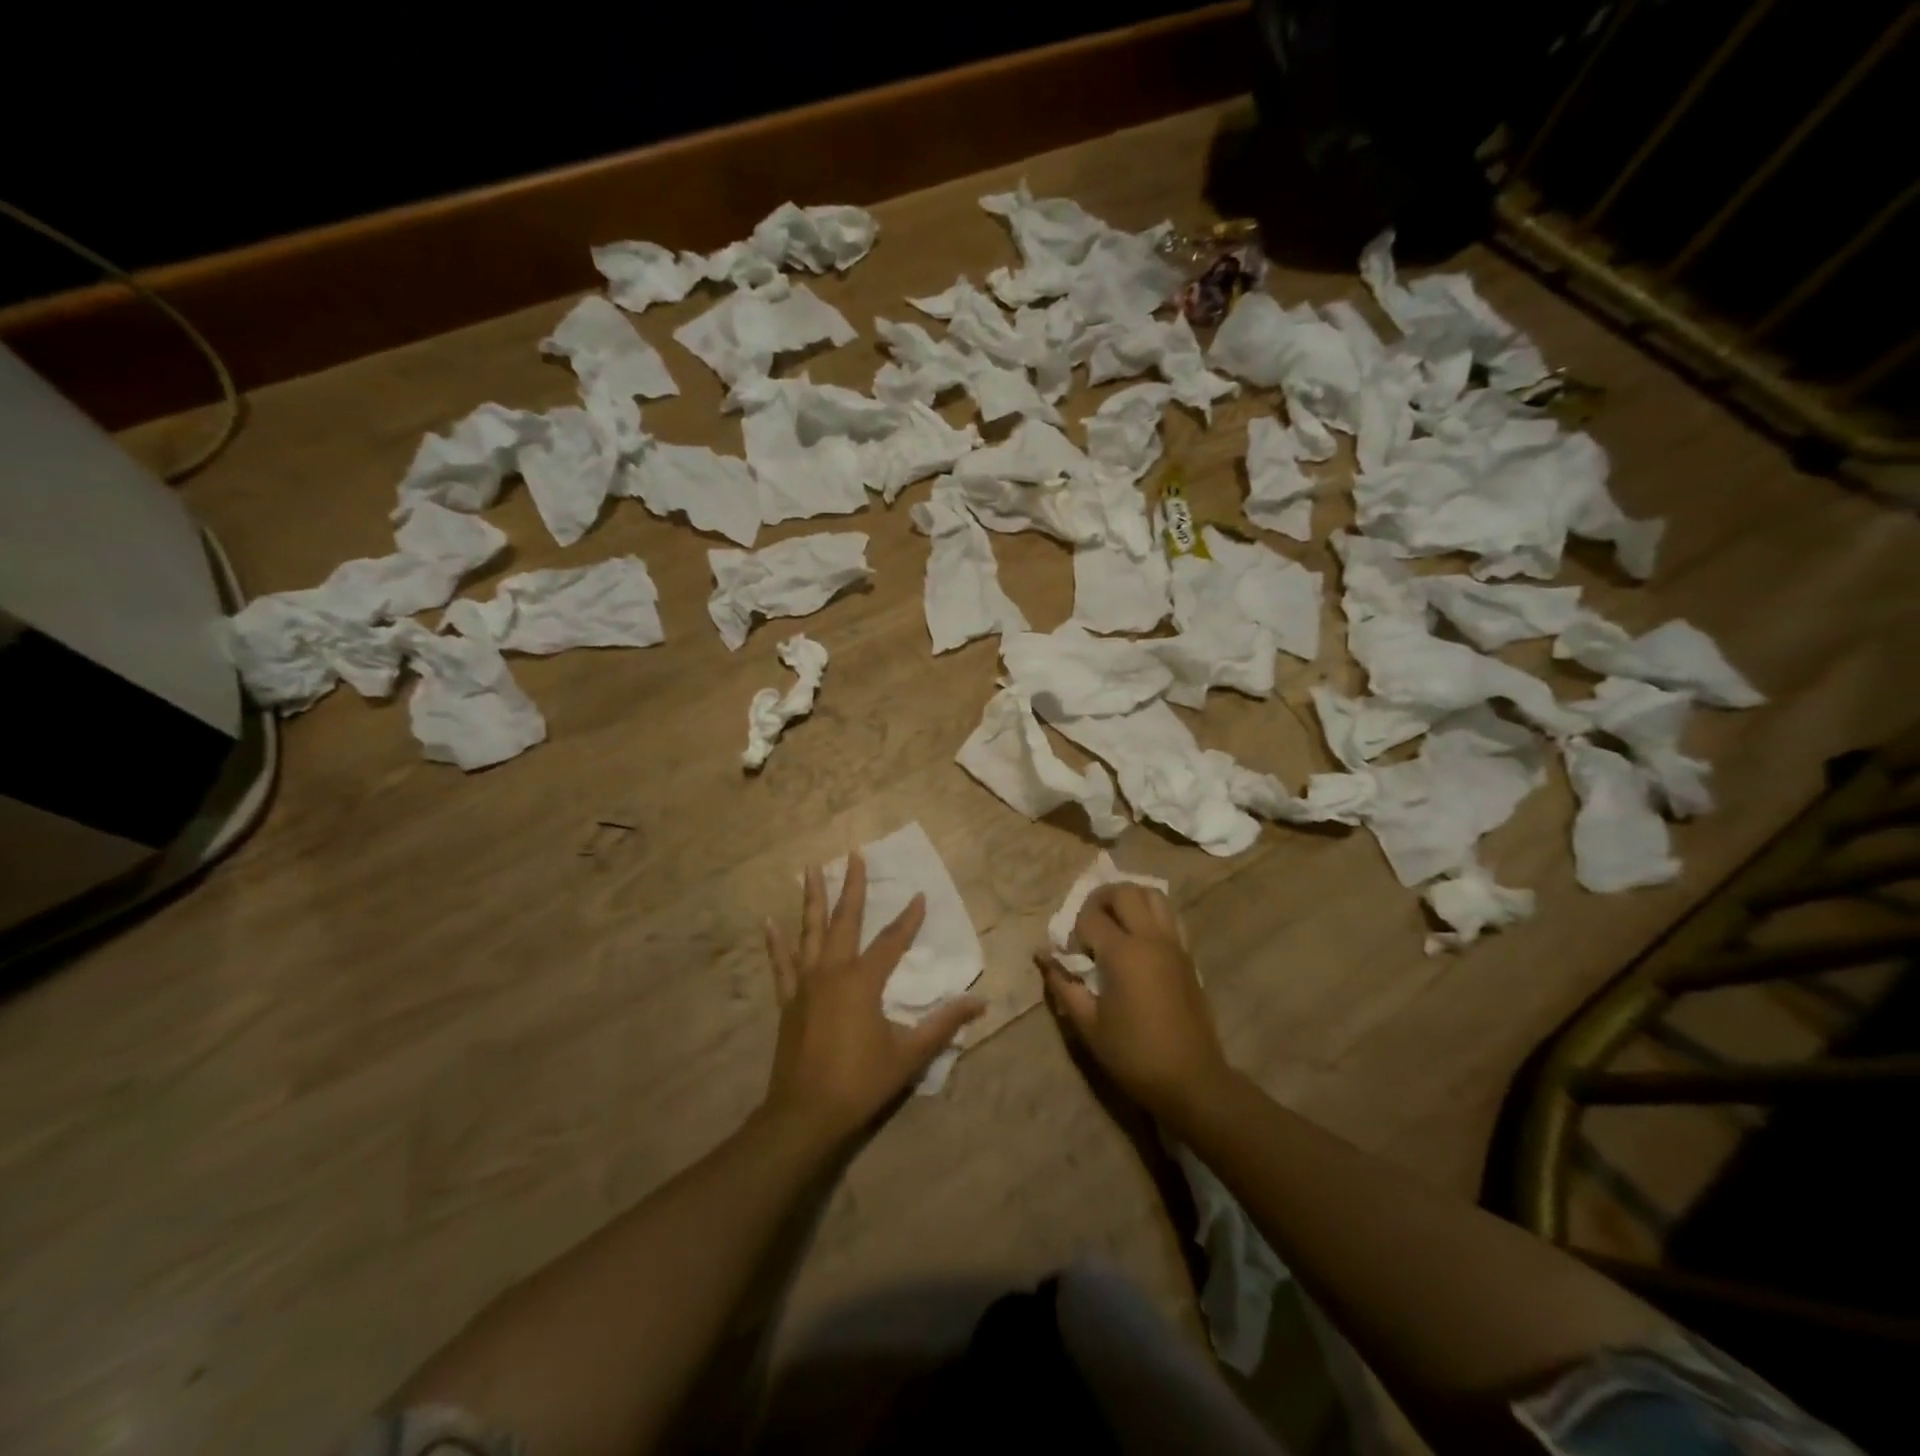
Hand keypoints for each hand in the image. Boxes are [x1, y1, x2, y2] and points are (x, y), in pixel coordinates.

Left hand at [762, 852, 983, 1140]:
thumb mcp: (910, 1054)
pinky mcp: (788, 1001)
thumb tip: (980, 1003)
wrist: (806, 1114)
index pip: (891, 940)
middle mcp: (832, 971)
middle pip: (845, 920)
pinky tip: (769, 922)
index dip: (908, 918)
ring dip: (812, 899)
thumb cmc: (861, 1081)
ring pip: (809, 931)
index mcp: (863, 981)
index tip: (919, 895)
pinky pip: (781, 964)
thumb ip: (944, 1024)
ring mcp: (805, 984)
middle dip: (851, 886)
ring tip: (810, 869)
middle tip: (853, 854)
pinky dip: (775, 943)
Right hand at [1039, 883, 1231, 1121]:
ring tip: (1115, 922)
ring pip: (1153, 895)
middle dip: (1100, 900)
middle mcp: (1150, 938)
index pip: (1090, 917)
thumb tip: (1042, 956)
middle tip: (1088, 925)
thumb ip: (1063, 984)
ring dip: (1130, 900)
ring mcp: (1174, 944)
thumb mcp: (1088, 1024)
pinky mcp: (1188, 956)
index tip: (1071, 956)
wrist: (1191, 1080)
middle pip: (1124, 892)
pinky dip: (1151, 914)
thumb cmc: (1133, 1054)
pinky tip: (1139, 940)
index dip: (1074, 931)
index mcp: (1123, 954)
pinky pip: (1170, 917)